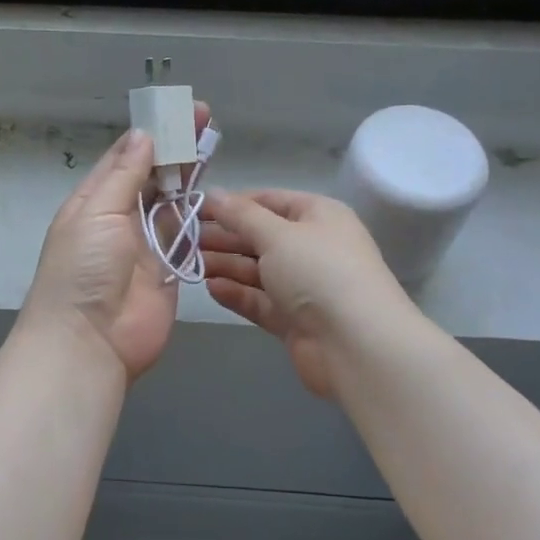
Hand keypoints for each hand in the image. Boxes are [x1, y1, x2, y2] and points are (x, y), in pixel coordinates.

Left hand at [20, 109, 205, 380]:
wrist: (89, 342)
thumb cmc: (83, 270)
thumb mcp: (96, 213)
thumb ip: (124, 175)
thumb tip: (142, 135)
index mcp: (94, 201)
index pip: (124, 157)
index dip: (151, 133)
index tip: (177, 111)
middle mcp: (120, 217)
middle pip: (151, 175)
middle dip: (175, 148)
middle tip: (203, 118)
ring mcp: (146, 244)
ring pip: (172, 201)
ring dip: (190, 174)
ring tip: (213, 143)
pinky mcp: (169, 268)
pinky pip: (186, 234)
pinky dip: (199, 213)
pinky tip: (216, 189)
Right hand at [202, 189, 410, 398]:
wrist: (357, 346)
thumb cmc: (319, 273)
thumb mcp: (277, 234)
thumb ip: (240, 215)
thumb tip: (212, 193)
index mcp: (318, 216)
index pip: (269, 201)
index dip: (233, 203)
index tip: (195, 208)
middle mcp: (313, 247)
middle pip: (261, 236)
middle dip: (224, 236)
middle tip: (182, 238)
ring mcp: (304, 286)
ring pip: (257, 270)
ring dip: (225, 264)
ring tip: (188, 262)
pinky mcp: (295, 320)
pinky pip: (260, 300)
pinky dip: (236, 294)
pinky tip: (210, 288)